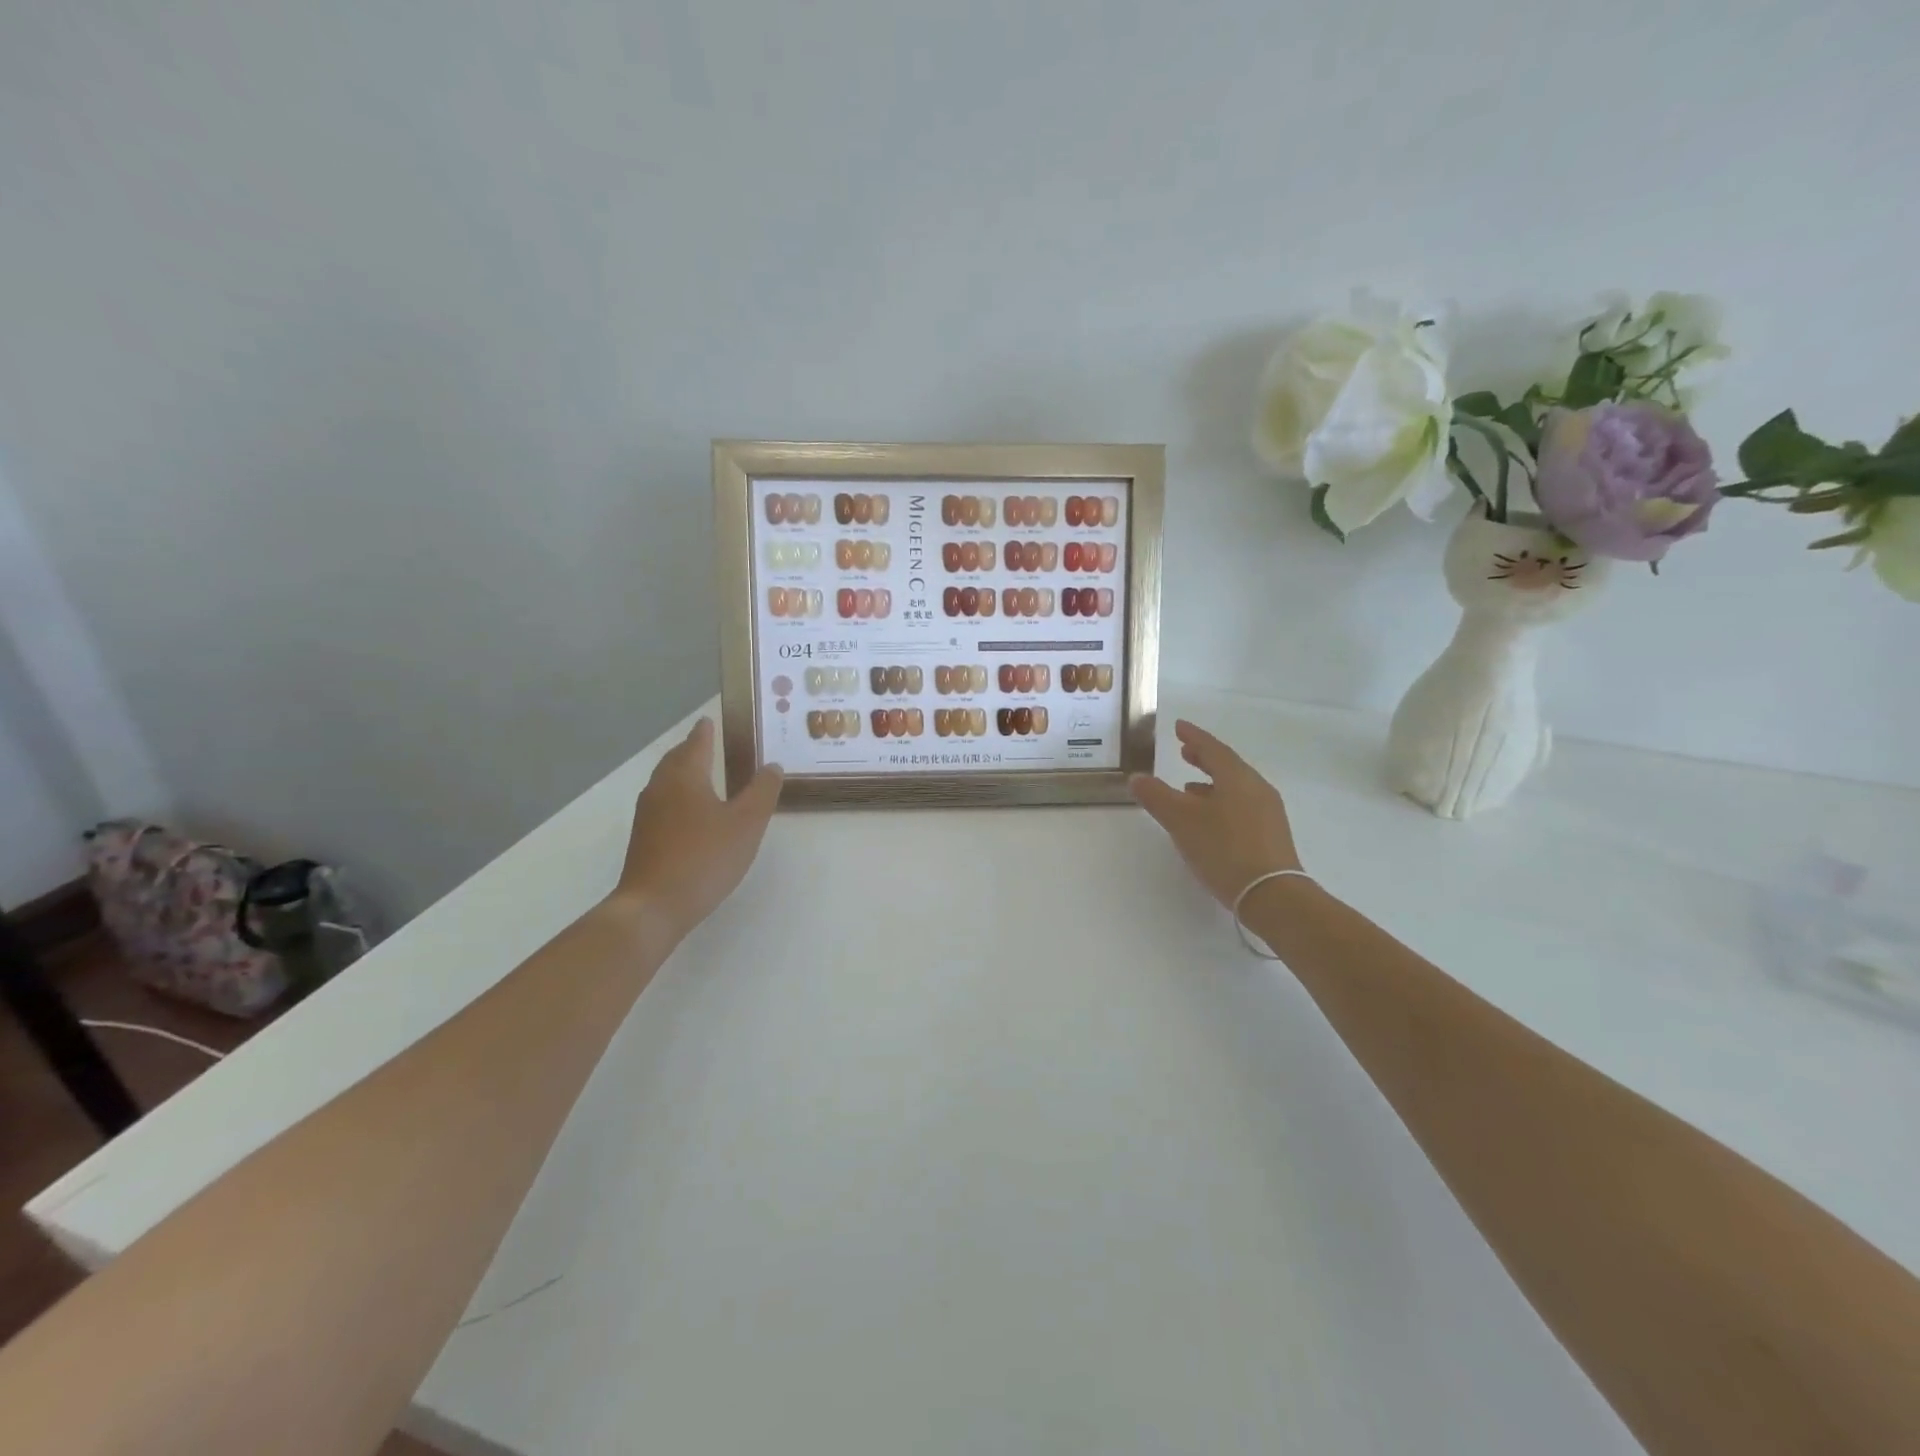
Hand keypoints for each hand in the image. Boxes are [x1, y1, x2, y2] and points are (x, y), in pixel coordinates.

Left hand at [610, 717, 782, 943]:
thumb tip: (772, 766)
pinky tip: (692, 814)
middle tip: (709, 743)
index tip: (711, 720)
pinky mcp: (643, 838)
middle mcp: (661, 788)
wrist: (653, 906)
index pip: (697, 743)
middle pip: (676, 759)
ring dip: (684, 773)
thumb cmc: (704, 857)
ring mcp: (647, 814)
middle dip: (692, 750)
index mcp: (685, 776)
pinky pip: (664, 804)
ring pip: (667, 782)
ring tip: (704, 775)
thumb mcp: (746, 823)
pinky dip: (679, 797)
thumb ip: (762, 792)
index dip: (706, 731)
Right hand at [1129, 719, 1302, 909]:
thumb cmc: (1224, 849)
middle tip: (1185, 752)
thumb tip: (1137, 777)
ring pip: (1235, 788)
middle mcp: (1256, 789)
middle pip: (1227, 766)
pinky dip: (1220, 802)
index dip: (1193, 736)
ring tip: (1187, 788)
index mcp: (1237, 778)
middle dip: (1204, 758)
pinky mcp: (1270, 835)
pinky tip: (1207, 819)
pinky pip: (1241, 807)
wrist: (1271, 895)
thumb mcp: (1181, 821)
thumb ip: (1157, 796)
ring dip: (1211, 783)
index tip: (1178, 726)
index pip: (1212, 748)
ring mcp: (1267, 813)